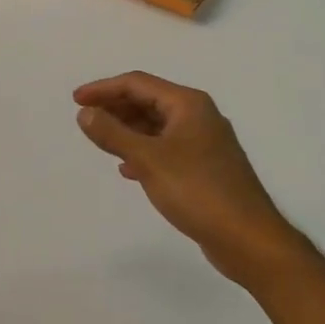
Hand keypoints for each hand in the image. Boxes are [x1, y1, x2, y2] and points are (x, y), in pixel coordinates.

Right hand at [73, 71, 286, 275]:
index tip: (76, 101)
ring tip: (101, 141)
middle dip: (115, 107)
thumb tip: (85, 113)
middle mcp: (198, 116)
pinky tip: (127, 168)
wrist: (248, 239)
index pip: (137, 83)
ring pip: (157, 125)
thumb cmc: (197, 191)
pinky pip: (166, 148)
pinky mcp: (205, 168)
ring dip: (127, 130)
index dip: (103, 89)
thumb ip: (113, 133)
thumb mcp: (148, 159)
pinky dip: (143, 151)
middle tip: (86, 119)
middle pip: (148, 100)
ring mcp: (204, 143)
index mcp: (188, 104)